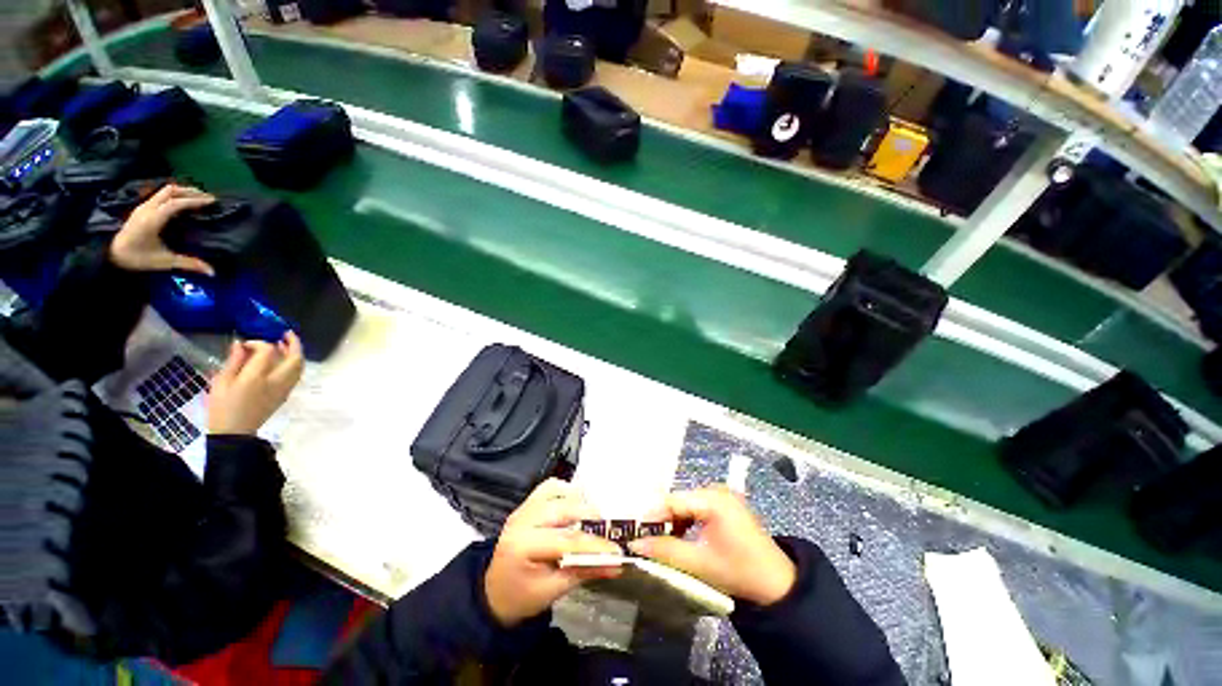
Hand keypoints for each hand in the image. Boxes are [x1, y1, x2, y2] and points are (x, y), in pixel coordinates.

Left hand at [109, 184, 215, 274]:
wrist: (111, 254)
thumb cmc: (138, 257)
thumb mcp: (164, 261)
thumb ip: (188, 264)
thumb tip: (212, 272)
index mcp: (153, 218)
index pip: (176, 203)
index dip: (194, 201)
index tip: (211, 201)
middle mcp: (148, 208)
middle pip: (170, 191)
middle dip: (190, 192)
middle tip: (207, 197)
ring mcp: (143, 206)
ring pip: (165, 191)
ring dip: (182, 192)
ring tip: (197, 198)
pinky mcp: (142, 208)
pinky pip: (160, 195)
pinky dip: (174, 195)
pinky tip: (181, 202)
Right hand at [207, 332, 303, 434]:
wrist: (235, 433)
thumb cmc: (222, 407)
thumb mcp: (221, 382)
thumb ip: (234, 361)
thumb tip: (240, 343)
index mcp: (257, 377)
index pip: (267, 351)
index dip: (259, 343)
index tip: (246, 344)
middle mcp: (276, 381)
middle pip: (295, 358)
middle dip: (294, 343)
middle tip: (285, 334)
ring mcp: (285, 388)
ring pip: (299, 366)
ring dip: (295, 353)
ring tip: (284, 344)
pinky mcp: (286, 394)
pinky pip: (295, 375)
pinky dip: (293, 364)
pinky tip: (283, 360)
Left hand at [484, 479, 622, 626]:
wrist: (494, 591)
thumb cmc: (521, 596)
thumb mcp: (553, 591)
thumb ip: (584, 571)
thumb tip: (617, 564)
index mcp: (523, 545)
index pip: (566, 540)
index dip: (595, 544)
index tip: (617, 550)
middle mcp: (522, 519)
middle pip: (564, 508)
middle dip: (590, 517)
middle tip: (608, 532)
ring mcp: (524, 507)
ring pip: (558, 491)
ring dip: (579, 503)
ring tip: (592, 521)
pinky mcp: (528, 502)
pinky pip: (550, 487)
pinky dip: (567, 492)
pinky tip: (575, 506)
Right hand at [629, 486, 795, 606]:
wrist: (778, 584)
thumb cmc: (739, 571)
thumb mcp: (700, 563)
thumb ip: (666, 551)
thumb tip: (635, 544)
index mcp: (712, 499)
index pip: (672, 501)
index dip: (651, 516)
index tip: (633, 532)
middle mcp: (716, 490)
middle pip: (678, 500)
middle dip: (661, 519)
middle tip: (643, 537)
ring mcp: (722, 496)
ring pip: (686, 504)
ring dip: (672, 521)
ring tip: (659, 540)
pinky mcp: (725, 505)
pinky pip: (697, 508)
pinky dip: (686, 521)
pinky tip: (680, 537)